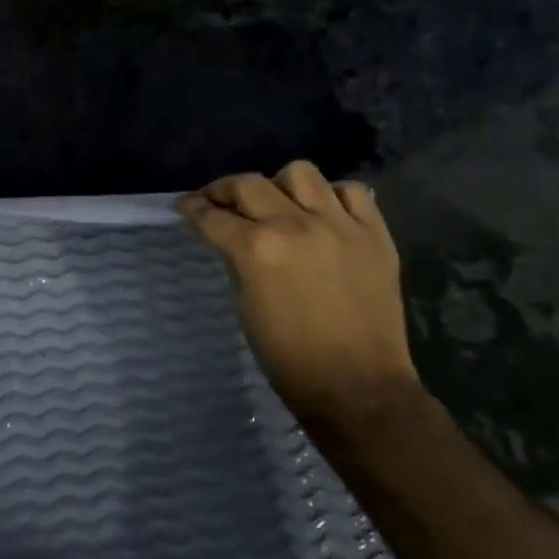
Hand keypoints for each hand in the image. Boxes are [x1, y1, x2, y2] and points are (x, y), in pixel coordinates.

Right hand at [176, 161, 422, 423]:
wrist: (357, 385)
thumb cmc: (288, 357)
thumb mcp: (245, 306)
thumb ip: (236, 261)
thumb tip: (228, 237)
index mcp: (257, 249)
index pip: (212, 216)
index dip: (191, 209)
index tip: (184, 207)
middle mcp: (295, 225)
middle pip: (249, 184)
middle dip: (224, 190)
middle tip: (218, 203)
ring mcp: (339, 225)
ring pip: (300, 173)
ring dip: (279, 185)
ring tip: (278, 205)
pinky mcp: (375, 234)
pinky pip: (351, 192)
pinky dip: (332, 197)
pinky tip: (323, 215)